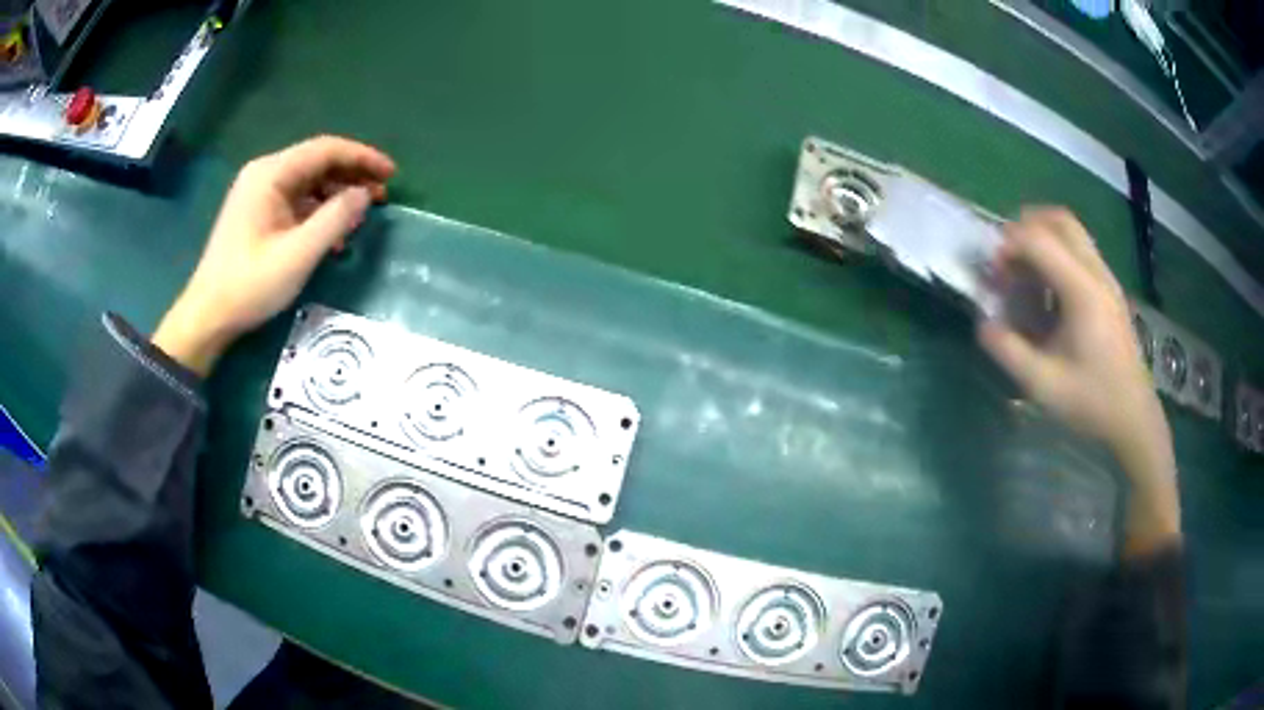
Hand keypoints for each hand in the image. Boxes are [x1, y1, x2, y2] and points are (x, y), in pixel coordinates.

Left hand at [153, 136, 395, 375]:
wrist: (208, 316)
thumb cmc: (250, 284)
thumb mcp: (298, 254)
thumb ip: (335, 218)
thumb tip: (364, 194)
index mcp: (270, 174)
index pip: (325, 150)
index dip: (362, 157)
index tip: (391, 173)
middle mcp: (264, 175)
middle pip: (317, 163)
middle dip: (352, 176)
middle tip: (383, 195)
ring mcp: (259, 194)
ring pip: (309, 183)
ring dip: (337, 196)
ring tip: (362, 216)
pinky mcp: (258, 214)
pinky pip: (296, 202)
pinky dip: (319, 212)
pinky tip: (334, 235)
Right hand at [978, 208, 1179, 553]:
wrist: (1134, 417)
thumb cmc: (1092, 402)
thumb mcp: (1044, 385)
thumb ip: (1009, 351)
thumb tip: (984, 323)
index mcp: (1082, 291)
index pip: (1039, 240)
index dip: (1009, 246)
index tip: (994, 274)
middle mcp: (1096, 273)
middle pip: (1059, 220)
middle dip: (1026, 228)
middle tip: (1007, 259)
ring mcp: (1106, 279)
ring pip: (1072, 231)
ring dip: (1043, 238)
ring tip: (1024, 272)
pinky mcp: (1109, 289)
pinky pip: (1080, 250)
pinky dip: (1057, 253)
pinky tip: (1048, 290)